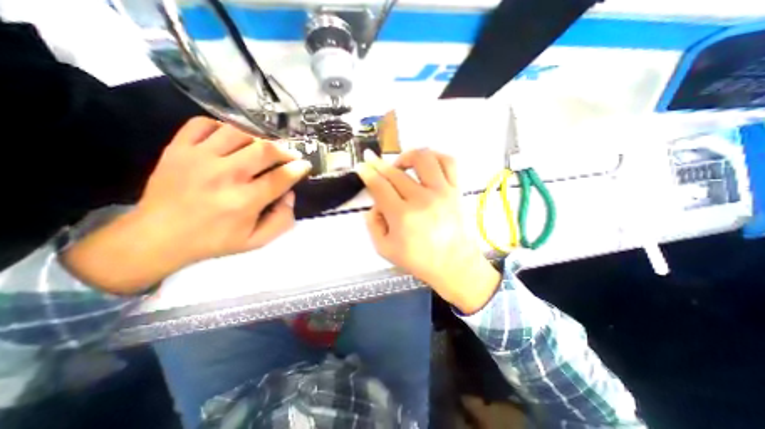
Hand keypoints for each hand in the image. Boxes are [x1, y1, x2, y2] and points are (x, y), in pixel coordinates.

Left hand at [60, 118, 308, 293]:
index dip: (298, 169)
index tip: (305, 165)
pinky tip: (230, 140)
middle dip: (284, 151)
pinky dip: (222, 127)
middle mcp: (224, 176)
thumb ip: (282, 220)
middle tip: (290, 155)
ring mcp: (198, 158)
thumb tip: (289, 194)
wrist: (156, 237)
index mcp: (244, 202)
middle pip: (264, 150)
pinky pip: (203, 124)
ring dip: (258, 139)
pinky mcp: (177, 149)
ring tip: (262, 149)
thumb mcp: (256, 241)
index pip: (280, 178)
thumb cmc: (214, 241)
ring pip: (238, 133)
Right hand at [358, 150, 502, 312]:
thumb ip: (372, 224)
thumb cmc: (419, 260)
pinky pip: (448, 162)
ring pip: (423, 158)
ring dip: (406, 156)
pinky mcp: (456, 190)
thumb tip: (375, 204)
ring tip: (400, 165)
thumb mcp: (384, 249)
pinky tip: (426, 164)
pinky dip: (435, 156)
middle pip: (395, 172)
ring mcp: (442, 192)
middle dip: (378, 164)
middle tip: (373, 163)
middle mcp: (422, 199)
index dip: (367, 173)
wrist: (454, 265)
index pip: (379, 186)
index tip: (361, 166)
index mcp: (403, 217)